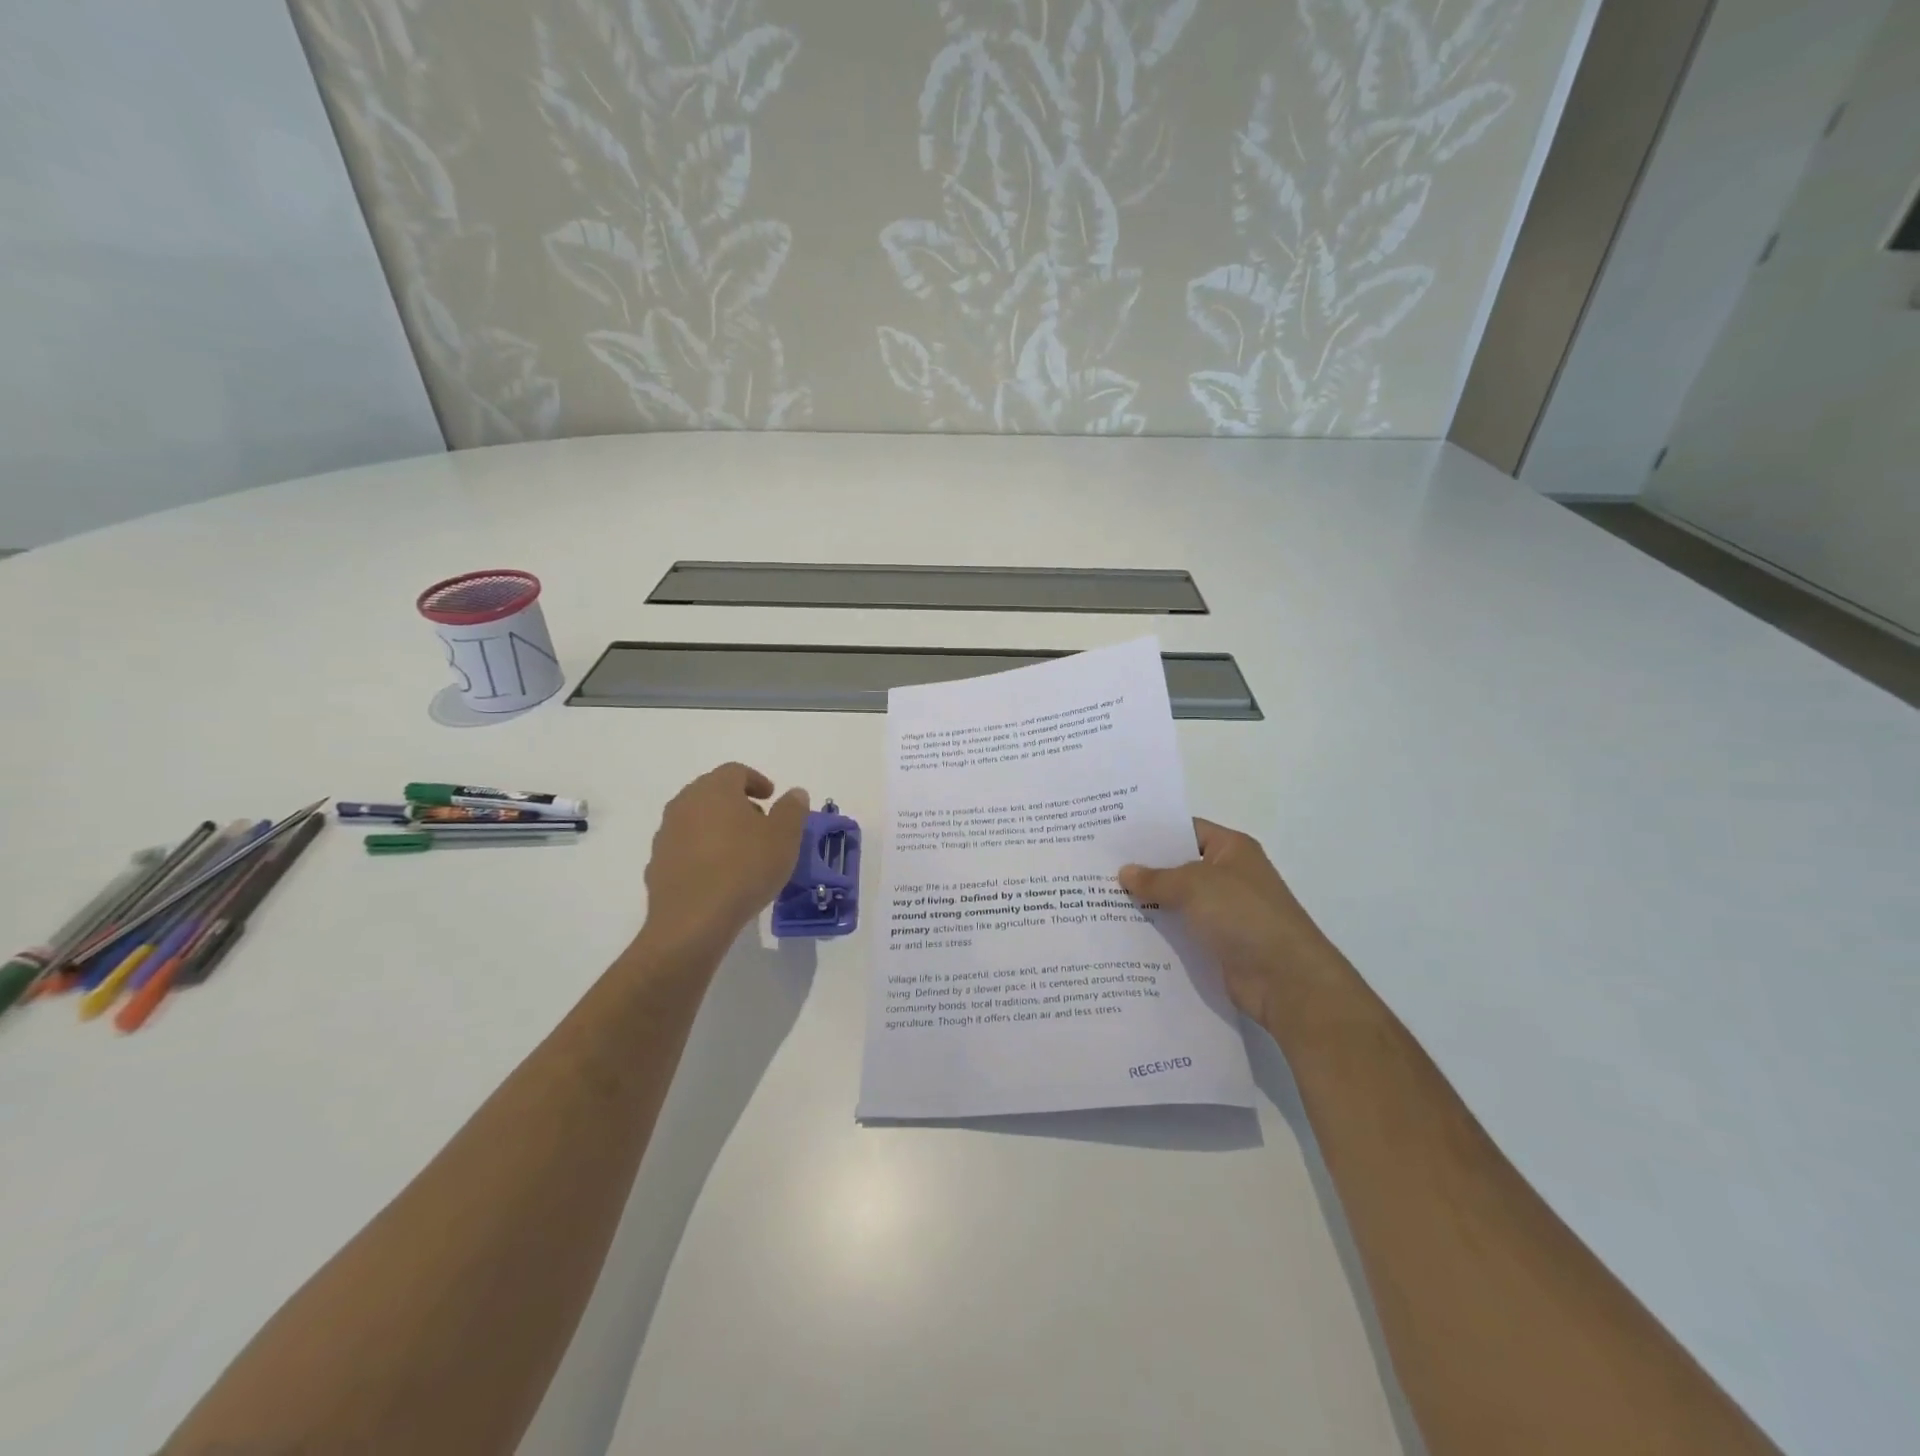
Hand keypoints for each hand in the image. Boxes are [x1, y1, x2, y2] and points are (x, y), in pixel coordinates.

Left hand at [638, 763, 808, 956]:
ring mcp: (666, 834)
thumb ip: (792, 810)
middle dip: (736, 803)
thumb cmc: (745, 869)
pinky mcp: (656, 864)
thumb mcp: (784, 837)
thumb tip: (794, 793)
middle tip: (759, 823)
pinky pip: (684, 848)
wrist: (692, 921)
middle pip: (712, 793)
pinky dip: (701, 852)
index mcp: (715, 789)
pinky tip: (718, 875)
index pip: (735, 771)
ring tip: (740, 852)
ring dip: (717, 828)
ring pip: (696, 820)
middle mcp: (685, 804)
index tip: (771, 798)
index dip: (756, 781)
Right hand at [1119, 819, 1347, 1028]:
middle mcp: (1229, 876)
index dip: (1152, 832)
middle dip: (1143, 869)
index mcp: (1231, 849)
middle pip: (1178, 866)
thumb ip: (1157, 878)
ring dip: (1147, 904)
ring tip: (1100, 899)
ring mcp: (1224, 912)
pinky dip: (1158, 932)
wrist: (1285, 980)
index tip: (1114, 835)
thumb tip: (1125, 872)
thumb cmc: (1244, 915)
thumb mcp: (1195, 886)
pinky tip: (1124, 932)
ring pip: (1177, 901)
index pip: (1186, 830)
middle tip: (1098, 867)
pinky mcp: (1217, 944)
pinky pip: (1181, 931)